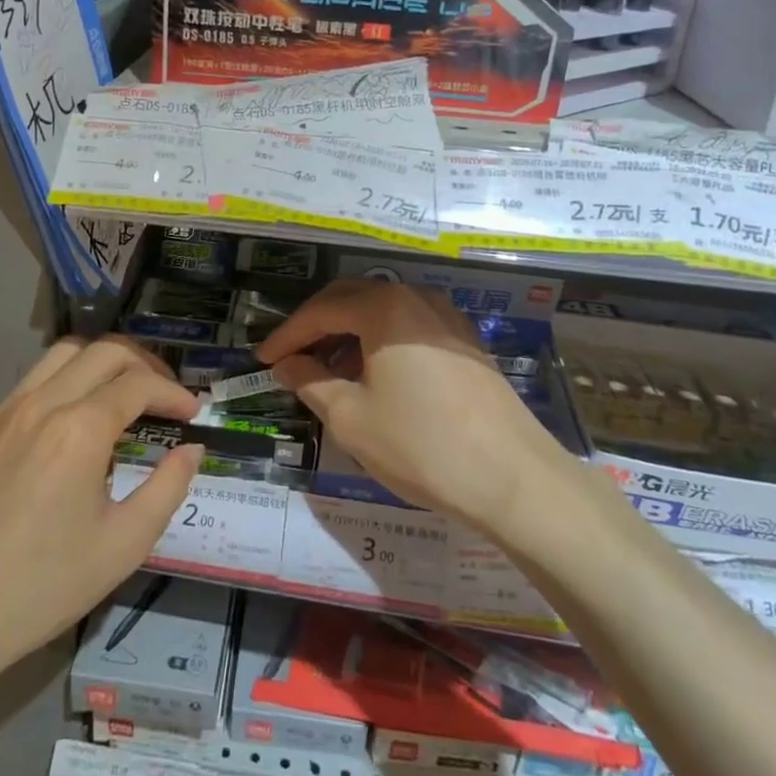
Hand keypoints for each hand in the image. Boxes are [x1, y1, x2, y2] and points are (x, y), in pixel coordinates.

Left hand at [0, 337, 202, 702]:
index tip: (194, 414)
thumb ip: (168, 488)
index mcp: (79, 430)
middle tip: (167, 396)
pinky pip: (38, 376)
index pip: (138, 384)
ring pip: (66, 352)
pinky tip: (82, 414)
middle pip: (105, 351)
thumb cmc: (41, 586)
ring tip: (128, 393)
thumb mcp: (123, 545)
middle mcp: (43, 403)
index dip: (173, 393)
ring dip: (105, 361)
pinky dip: (71, 375)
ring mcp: (9, 411)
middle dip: (145, 365)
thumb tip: (192, 450)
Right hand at [256, 280, 565, 532]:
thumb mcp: (351, 418)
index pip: (321, 310)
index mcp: (384, 308)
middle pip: (353, 299)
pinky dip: (382, 341)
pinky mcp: (467, 341)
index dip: (288, 334)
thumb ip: (311, 382)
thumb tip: (287, 365)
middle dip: (317, 325)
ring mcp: (447, 317)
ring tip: (327, 367)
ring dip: (350, 332)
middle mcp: (416, 298)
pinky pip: (410, 326)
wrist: (513, 477)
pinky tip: (374, 373)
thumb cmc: (421, 445)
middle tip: (290, 355)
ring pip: (384, 311)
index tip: (262, 358)